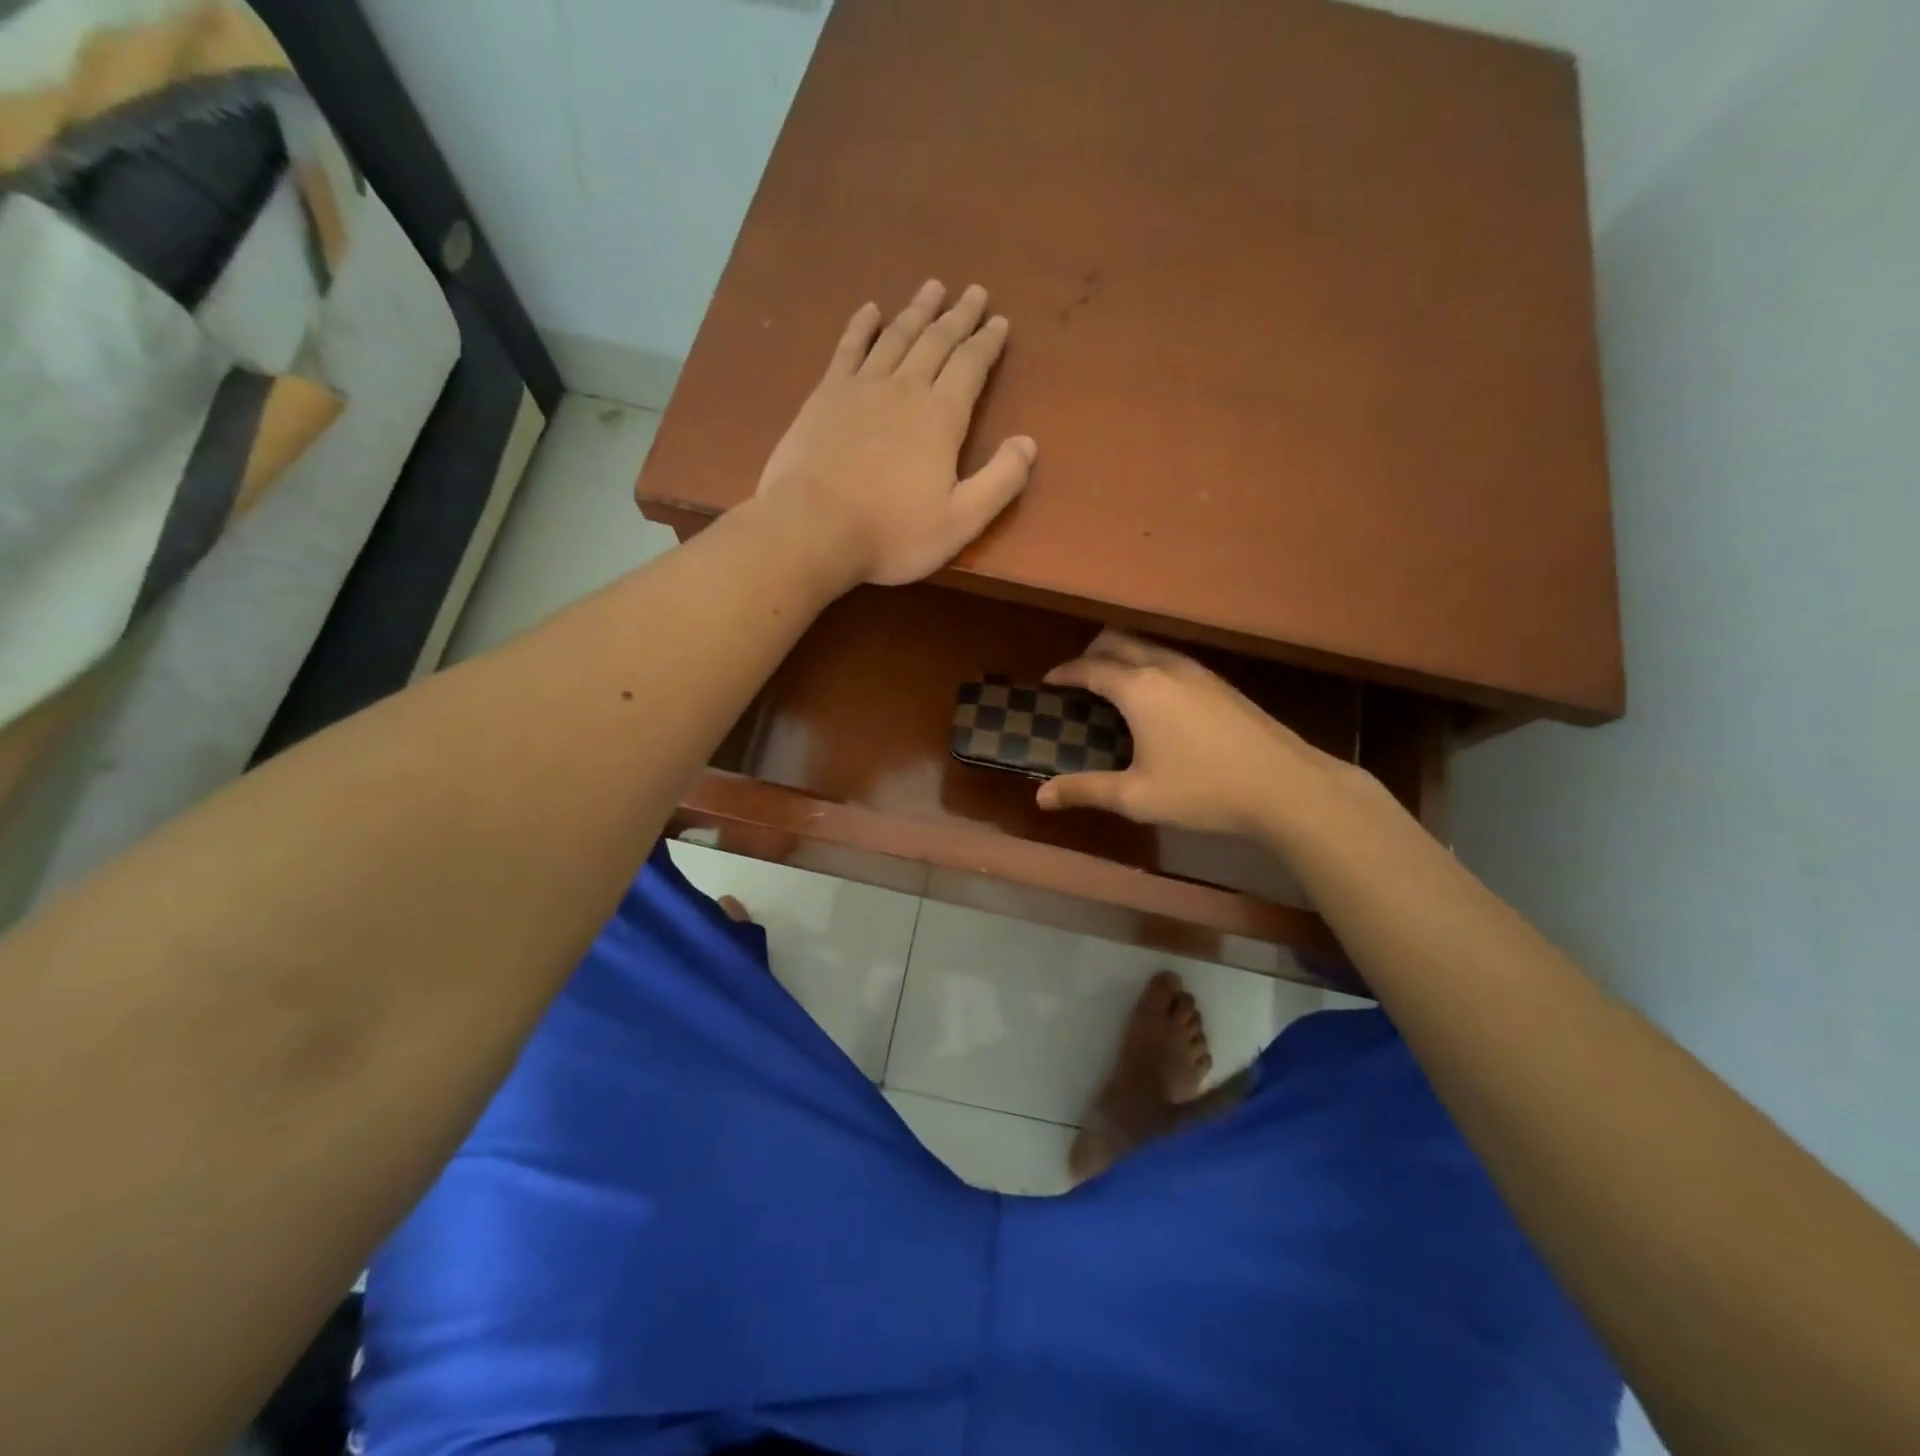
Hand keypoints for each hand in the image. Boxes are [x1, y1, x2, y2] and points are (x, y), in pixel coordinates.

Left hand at [754, 280, 1035, 589]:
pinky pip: (849, 348)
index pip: (971, 366)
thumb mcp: (960, 521)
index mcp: (941, 417)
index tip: (999, 321)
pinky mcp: (826, 395)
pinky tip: (870, 310)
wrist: (813, 528)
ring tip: (933, 287)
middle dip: (959, 316)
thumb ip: (1000, 482)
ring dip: (917, 310)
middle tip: (973, 292)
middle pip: (937, 341)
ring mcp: (862, 387)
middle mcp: (905, 388)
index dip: (987, 342)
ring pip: (897, 336)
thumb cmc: (892, 533)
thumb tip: (1029, 443)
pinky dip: (862, 326)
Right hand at [1036, 630, 1352, 836]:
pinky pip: (1172, 660)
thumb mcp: (1137, 797)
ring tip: (1113, 685)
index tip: (1049, 681)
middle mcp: (1166, 668)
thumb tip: (1041, 797)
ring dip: (1124, 656)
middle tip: (1077, 677)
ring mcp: (1199, 672)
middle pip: (1120, 642)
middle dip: (1092, 653)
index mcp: (1139, 689)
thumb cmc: (1203, 790)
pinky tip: (1157, 699)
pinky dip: (1150, 666)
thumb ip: (1086, 791)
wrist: (1285, 786)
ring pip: (1150, 647)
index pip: (1091, 668)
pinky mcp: (1222, 684)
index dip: (1066, 673)